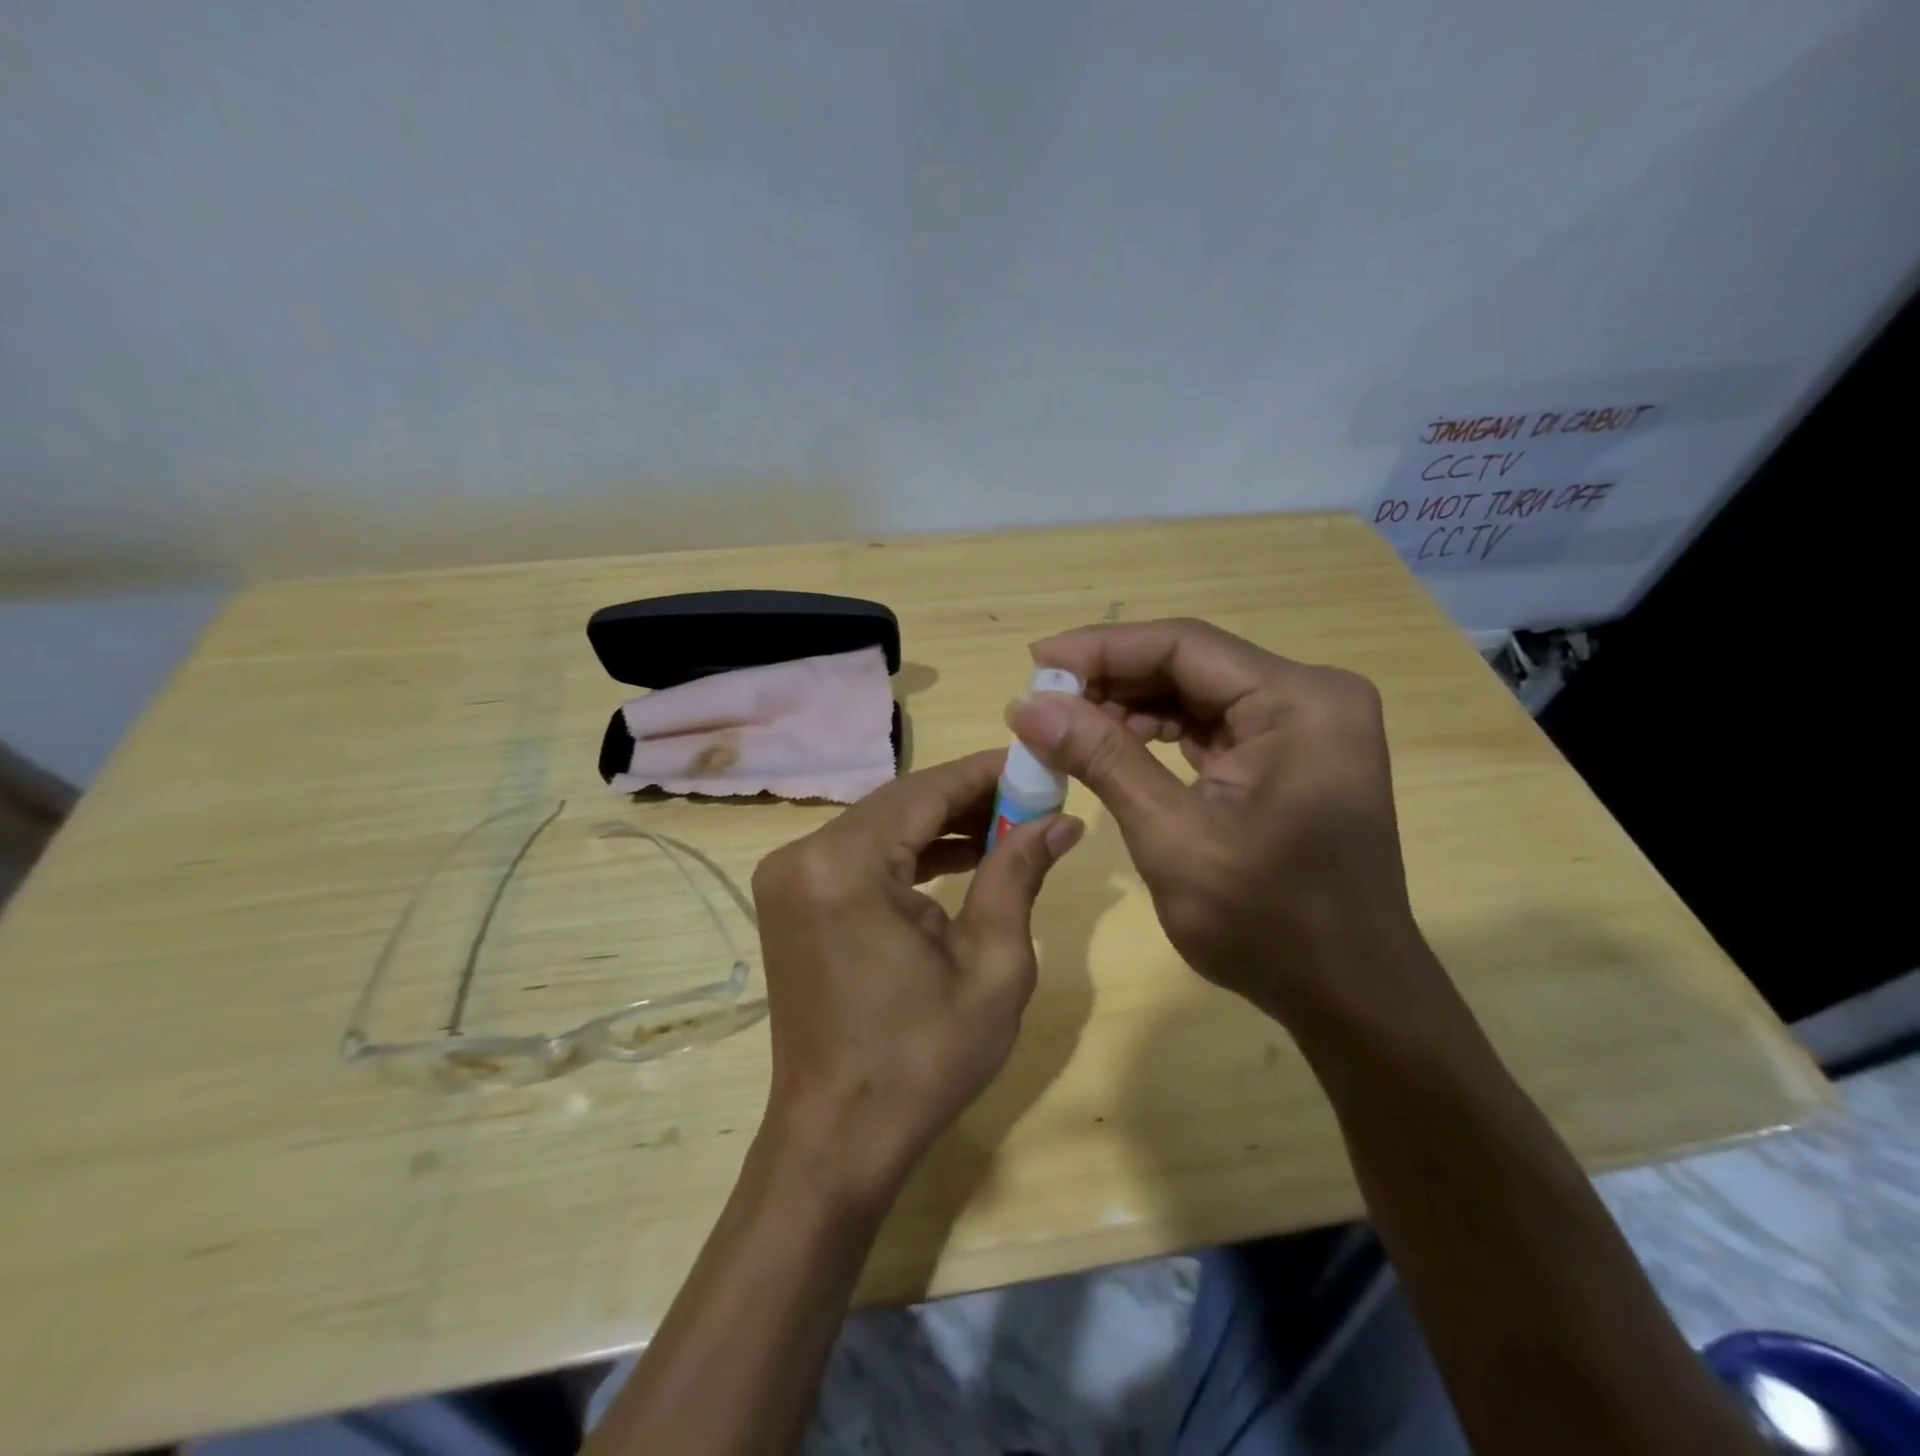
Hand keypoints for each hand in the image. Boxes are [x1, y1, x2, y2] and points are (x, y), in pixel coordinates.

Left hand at [750, 750, 1082, 1207]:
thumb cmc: (923, 1061)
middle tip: (1031, 799)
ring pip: (880, 824)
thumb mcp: (993, 966)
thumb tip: (1060, 820)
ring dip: (940, 824)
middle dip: (967, 797)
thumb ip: (1018, 875)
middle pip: (900, 802)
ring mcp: (789, 877)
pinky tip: (957, 857)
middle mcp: (804, 856)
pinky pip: (859, 854)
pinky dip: (907, 852)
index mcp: (845, 867)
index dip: (985, 773)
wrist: (837, 1138)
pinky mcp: (791, 899)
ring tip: (1006, 828)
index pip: (925, 790)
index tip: (1037, 763)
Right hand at [1008, 618, 1432, 1025]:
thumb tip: (1027, 706)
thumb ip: (1102, 759)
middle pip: (1190, 664)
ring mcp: (1304, 726)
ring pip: (1196, 692)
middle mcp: (1310, 697)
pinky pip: (1212, 724)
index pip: (1184, 645)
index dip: (1102, 648)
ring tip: (1066, 726)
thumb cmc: (1267, 924)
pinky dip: (1158, 732)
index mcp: (1299, 702)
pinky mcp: (1290, 755)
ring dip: (1130, 706)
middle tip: (1041, 701)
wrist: (1347, 996)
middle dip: (1112, 680)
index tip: (1035, 662)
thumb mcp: (1172, 837)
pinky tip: (1113, 745)